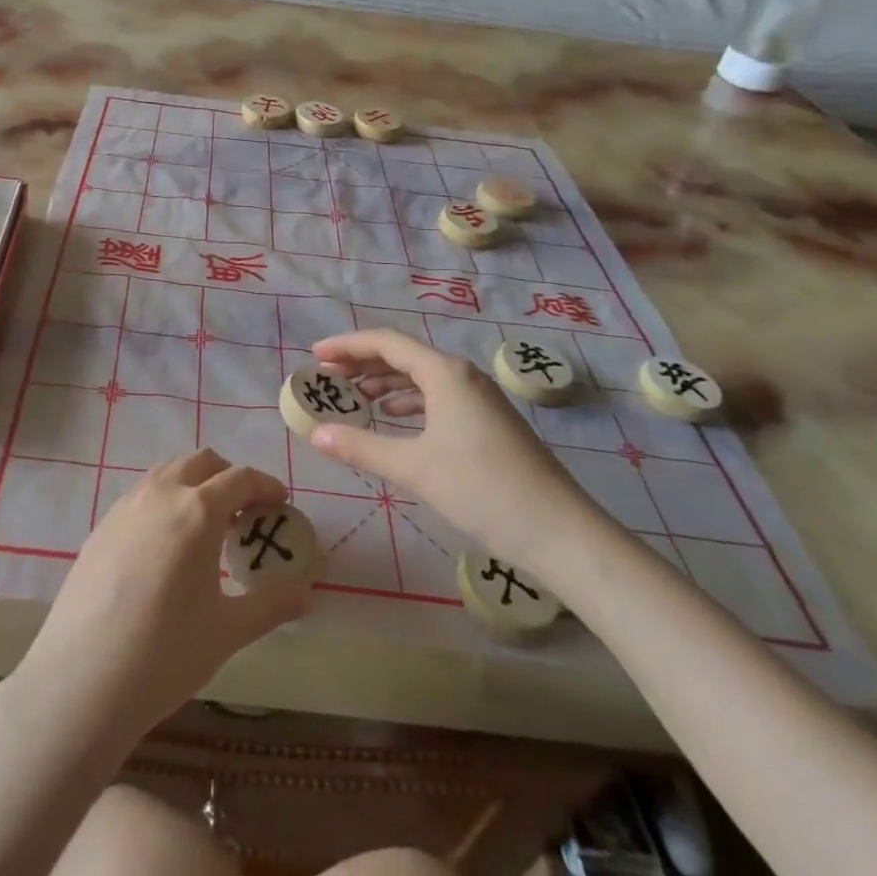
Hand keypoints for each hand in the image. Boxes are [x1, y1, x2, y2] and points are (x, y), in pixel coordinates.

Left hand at [7, 448, 310, 751]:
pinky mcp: (101, 525)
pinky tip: (165, 548)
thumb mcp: (228, 631)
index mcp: (197, 509)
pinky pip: (142, 495)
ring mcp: (125, 505)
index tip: (280, 504)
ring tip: (206, 528)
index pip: (241, 478)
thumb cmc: (164, 655)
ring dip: (194, 484)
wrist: (81, 681)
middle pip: (203, 462)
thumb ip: (271, 604)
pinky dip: (165, 502)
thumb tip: (306, 591)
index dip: (266, 486)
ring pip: (168, 472)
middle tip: (245, 513)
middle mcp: (161, 493)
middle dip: (230, 478)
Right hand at [309, 328, 601, 575]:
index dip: (346, 346)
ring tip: (354, 398)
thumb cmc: (482, 490)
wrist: (561, 533)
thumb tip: (315, 434)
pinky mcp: (488, 421)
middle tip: (327, 377)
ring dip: (384, 383)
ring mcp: (479, 397)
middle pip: (403, 355)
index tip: (314, 356)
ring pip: (421, 377)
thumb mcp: (414, 468)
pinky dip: (408, 402)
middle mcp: (461, 375)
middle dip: (362, 363)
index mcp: (444, 373)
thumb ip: (361, 447)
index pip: (385, 342)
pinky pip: (437, 396)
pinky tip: (394, 419)